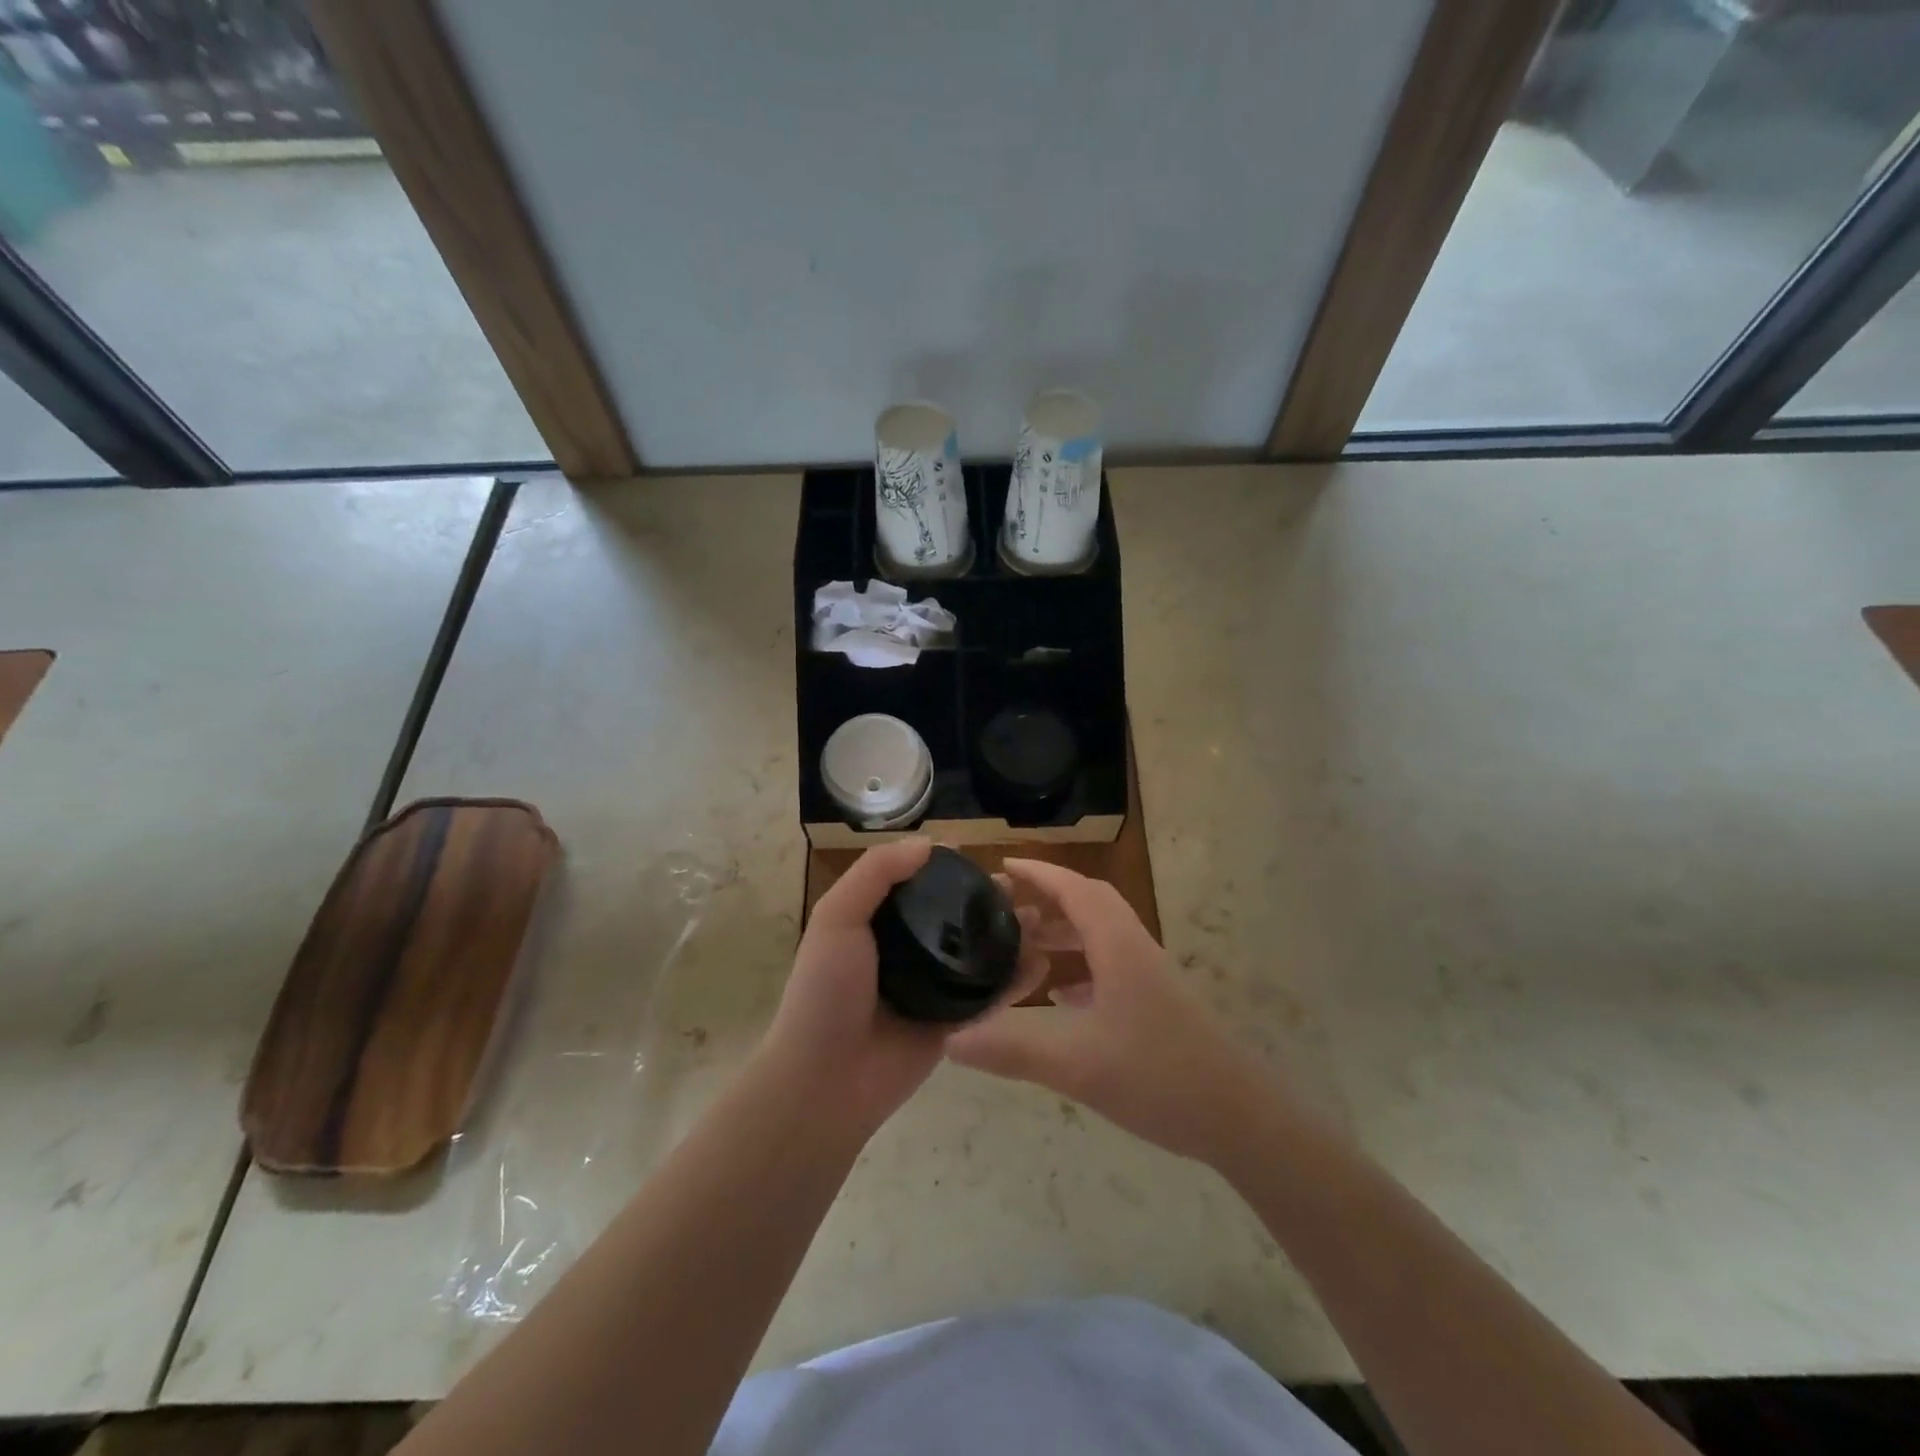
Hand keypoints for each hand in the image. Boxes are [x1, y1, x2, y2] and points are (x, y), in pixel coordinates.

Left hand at [761, 840, 1047, 1139]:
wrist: (826, 1080)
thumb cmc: (826, 991)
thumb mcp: (837, 918)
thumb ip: (876, 873)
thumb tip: (929, 843)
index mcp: (878, 923)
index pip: (919, 885)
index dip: (948, 869)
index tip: (978, 856)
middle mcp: (908, 951)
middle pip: (956, 917)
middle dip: (988, 900)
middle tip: (1020, 889)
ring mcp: (932, 988)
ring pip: (979, 954)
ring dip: (1009, 935)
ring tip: (1041, 919)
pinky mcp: (952, 1022)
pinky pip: (990, 996)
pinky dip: (1015, 981)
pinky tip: (1041, 965)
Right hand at [945, 858, 1271, 1164]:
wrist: (1241, 1118)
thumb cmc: (1159, 1077)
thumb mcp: (1076, 1064)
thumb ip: (1011, 1048)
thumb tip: (950, 1039)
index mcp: (1117, 945)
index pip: (1074, 889)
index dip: (1038, 873)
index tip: (1001, 867)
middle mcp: (1134, 949)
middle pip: (1088, 904)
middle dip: (1045, 898)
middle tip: (1002, 909)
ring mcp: (1149, 976)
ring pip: (1100, 935)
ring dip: (1062, 932)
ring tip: (1022, 946)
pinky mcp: (1156, 1003)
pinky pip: (1110, 966)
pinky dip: (1079, 966)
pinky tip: (1058, 995)